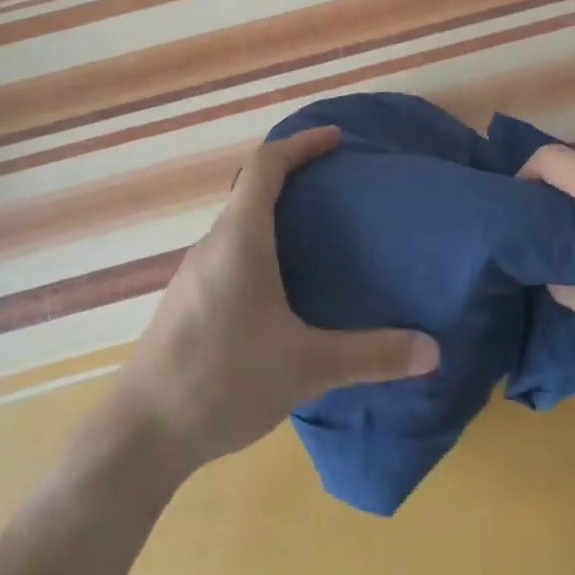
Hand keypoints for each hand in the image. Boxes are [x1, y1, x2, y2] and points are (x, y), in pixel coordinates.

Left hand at [110, 127, 440, 472]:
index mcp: (240, 238)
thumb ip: (371, 355)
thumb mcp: (306, 367)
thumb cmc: (223, 380)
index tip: (337, 139)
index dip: (302, 144)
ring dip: (276, 215)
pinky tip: (283, 288)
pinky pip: (230, 253)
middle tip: (340, 190)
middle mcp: (213, 244)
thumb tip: (433, 350)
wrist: (140, 435)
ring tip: (320, 236)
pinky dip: (261, 246)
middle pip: (252, 190)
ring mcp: (195, 274)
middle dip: (295, 178)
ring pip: (239, 225)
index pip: (267, 165)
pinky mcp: (187, 302)